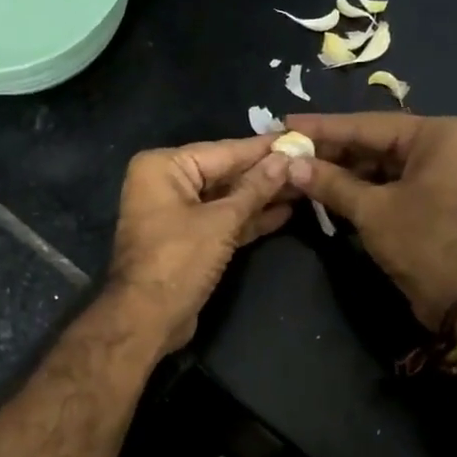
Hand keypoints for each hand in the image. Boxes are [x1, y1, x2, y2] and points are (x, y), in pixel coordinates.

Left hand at [107, 136, 292, 355]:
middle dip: (266, 173)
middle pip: (225, 173)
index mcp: (164, 167)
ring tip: (305, 185)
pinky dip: (249, 219)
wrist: (147, 319)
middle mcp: (166, 183)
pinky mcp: (189, 240)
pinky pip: (222, 221)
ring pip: (226, 199)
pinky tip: (285, 212)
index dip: (264, 148)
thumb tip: (285, 159)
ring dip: (262, 197)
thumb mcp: (221, 221)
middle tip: (310, 162)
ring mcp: (176, 213)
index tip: (300, 137)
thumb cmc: (178, 261)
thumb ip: (255, 189)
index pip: (224, 151)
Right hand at [282, 113, 456, 331]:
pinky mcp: (429, 200)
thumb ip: (331, 183)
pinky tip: (323, 190)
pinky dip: (357, 189)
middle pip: (373, 142)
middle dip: (330, 151)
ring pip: (377, 165)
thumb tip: (291, 165)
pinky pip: (386, 185)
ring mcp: (436, 173)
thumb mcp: (373, 210)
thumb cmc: (426, 242)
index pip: (367, 124)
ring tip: (297, 171)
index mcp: (436, 134)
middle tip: (286, 150)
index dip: (323, 127)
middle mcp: (440, 145)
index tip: (285, 123)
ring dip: (340, 172)